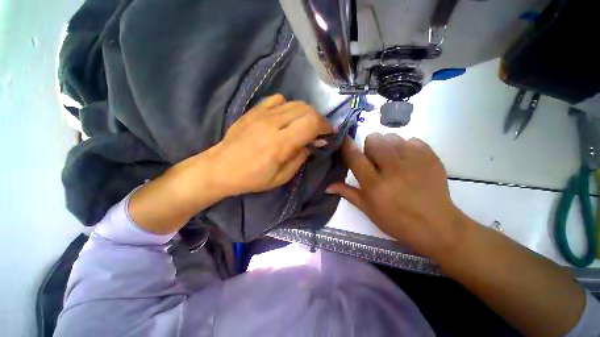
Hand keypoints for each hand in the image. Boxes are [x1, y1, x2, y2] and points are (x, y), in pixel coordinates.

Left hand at [207, 94, 331, 195]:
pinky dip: (288, 106)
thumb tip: (313, 144)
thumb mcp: (282, 177)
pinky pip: (277, 99)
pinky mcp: (254, 111)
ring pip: (294, 103)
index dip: (325, 125)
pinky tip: (285, 117)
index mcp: (281, 143)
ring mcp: (262, 114)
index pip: (311, 123)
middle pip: (306, 109)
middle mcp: (273, 124)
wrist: (221, 168)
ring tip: (303, 125)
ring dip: (305, 113)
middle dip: (318, 119)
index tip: (329, 132)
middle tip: (318, 131)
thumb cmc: (253, 178)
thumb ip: (300, 158)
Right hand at [327, 133, 463, 256]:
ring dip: (387, 145)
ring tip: (393, 160)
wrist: (437, 226)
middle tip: (375, 159)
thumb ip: (348, 193)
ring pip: (392, 137)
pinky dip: (407, 147)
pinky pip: (412, 140)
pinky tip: (410, 161)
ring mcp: (413, 161)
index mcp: (374, 184)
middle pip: (374, 140)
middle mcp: (392, 169)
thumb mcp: (368, 210)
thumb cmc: (397, 221)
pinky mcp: (430, 157)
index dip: (347, 145)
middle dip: (370, 146)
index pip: (355, 157)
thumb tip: (327, 186)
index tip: (344, 139)